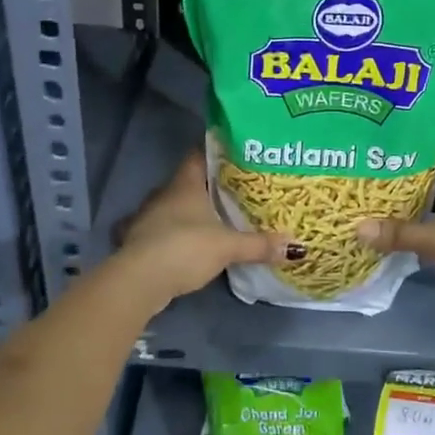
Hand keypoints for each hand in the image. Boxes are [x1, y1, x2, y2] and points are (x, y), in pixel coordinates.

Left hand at [113, 151, 291, 302]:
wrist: (139, 280)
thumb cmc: (185, 248)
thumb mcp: (228, 246)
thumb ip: (259, 245)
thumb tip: (296, 247)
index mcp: (184, 184)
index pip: (198, 155)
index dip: (216, 153)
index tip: (236, 156)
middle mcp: (163, 194)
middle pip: (187, 182)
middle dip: (208, 186)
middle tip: (234, 191)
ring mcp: (147, 218)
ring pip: (172, 207)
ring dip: (189, 212)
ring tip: (215, 218)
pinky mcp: (139, 241)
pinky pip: (162, 230)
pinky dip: (174, 234)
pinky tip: (188, 244)